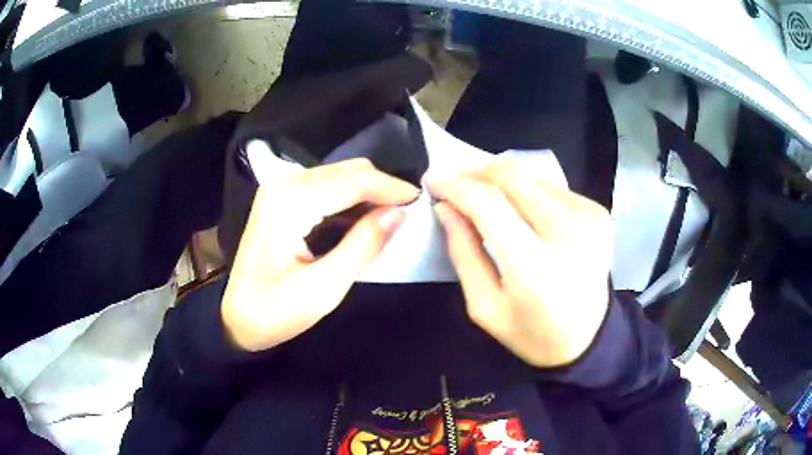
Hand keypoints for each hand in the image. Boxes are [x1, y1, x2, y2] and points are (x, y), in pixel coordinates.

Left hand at [222, 158, 418, 351]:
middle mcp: (285, 184)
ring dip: (369, 193)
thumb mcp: (323, 288)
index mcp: (290, 203)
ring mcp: (282, 189)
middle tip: (410, 213)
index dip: (392, 188)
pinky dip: (352, 199)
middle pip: (348, 171)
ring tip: (393, 217)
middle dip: (382, 188)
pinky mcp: (283, 199)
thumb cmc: (275, 311)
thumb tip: (400, 213)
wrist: (236, 319)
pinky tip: (365, 219)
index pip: (354, 181)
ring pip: (340, 176)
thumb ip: (363, 245)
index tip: (422, 202)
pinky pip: (327, 187)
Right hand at [428, 158, 612, 367]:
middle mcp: (568, 232)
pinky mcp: (597, 211)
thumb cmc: (532, 333)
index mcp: (535, 266)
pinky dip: (526, 190)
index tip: (433, 180)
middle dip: (475, 173)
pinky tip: (517, 207)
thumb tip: (445, 206)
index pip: (489, 204)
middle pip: (511, 177)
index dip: (456, 185)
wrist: (589, 337)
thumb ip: (463, 252)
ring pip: (530, 176)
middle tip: (454, 183)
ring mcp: (588, 217)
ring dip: (500, 179)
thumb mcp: (484, 306)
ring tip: (481, 193)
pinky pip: (550, 186)